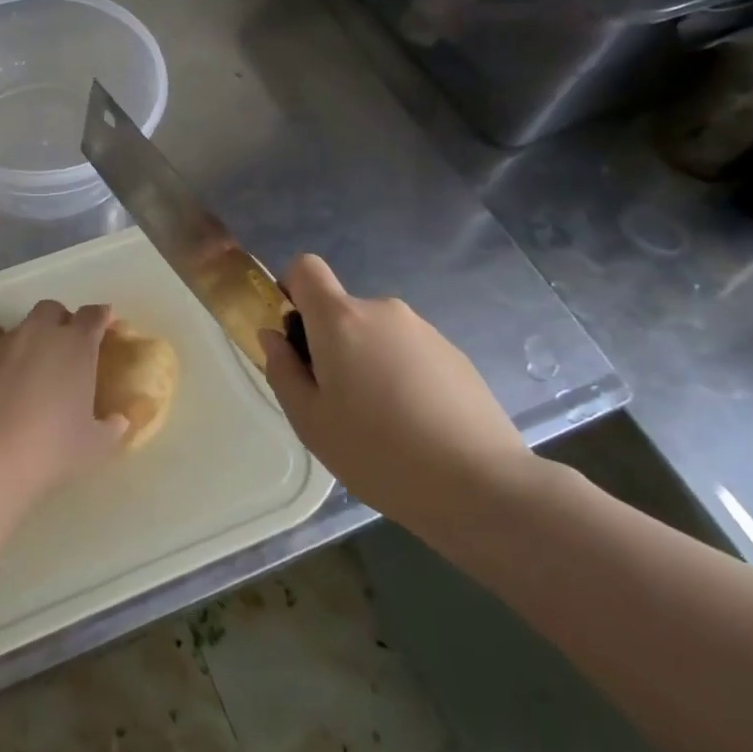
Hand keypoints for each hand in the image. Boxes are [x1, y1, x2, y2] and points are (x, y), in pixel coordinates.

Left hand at [0, 300, 128, 495]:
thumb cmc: (49, 452)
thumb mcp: (94, 447)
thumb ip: (112, 428)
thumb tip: (120, 420)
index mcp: (77, 347)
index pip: (95, 315)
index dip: (101, 318)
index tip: (105, 327)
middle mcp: (41, 332)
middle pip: (54, 311)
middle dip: (61, 323)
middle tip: (64, 351)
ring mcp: (4, 339)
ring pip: (21, 322)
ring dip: (29, 336)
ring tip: (27, 364)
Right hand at [259, 255, 535, 544]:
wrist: (479, 483)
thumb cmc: (376, 452)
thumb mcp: (309, 420)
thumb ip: (282, 369)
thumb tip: (274, 335)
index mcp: (340, 319)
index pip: (305, 268)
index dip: (292, 290)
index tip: (295, 336)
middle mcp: (383, 311)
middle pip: (341, 309)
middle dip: (330, 343)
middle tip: (336, 401)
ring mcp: (424, 330)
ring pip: (376, 334)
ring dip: (367, 361)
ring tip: (380, 421)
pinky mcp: (454, 354)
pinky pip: (408, 352)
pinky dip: (400, 375)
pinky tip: (414, 424)